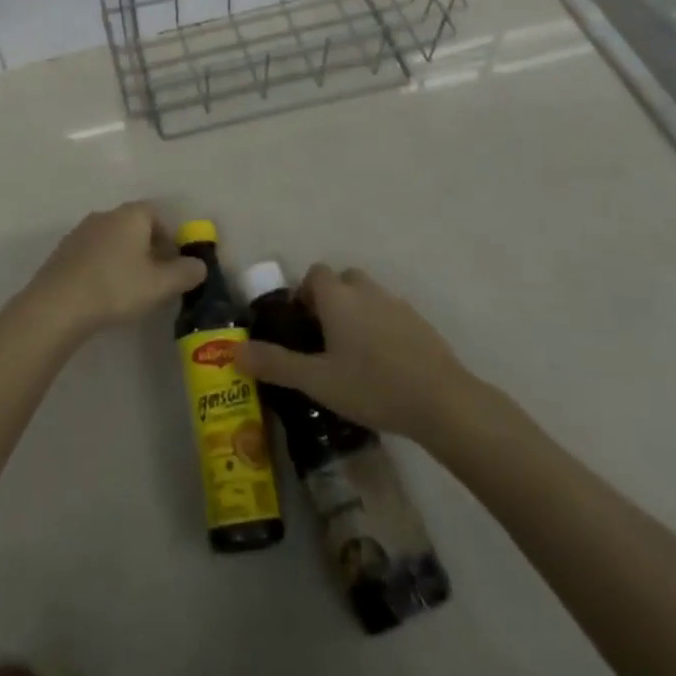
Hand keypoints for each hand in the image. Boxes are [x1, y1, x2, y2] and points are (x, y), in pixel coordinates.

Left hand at [25, 203, 205, 336]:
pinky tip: (102, 292)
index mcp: (131, 215)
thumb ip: (185, 273)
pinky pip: (92, 252)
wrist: (58, 304)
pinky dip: (102, 265)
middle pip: (134, 225)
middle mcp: (106, 214)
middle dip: (148, 247)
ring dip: (124, 257)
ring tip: (129, 288)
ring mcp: (81, 231)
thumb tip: (200, 265)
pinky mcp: (63, 250)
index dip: (169, 237)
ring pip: (112, 238)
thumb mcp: (160, 285)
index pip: (157, 214)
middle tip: (155, 278)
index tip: (173, 263)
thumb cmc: (116, 287)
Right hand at [234, 264, 519, 445]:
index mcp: (338, 297)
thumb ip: (275, 364)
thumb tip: (233, 351)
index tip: (302, 325)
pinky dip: (383, 329)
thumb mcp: (317, 380)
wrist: (442, 401)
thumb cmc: (371, 385)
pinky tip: (385, 365)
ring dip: (358, 313)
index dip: (305, 294)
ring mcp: (398, 305)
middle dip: (332, 300)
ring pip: (369, 297)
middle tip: (326, 339)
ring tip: (354, 355)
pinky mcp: (421, 324)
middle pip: (344, 280)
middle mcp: (366, 291)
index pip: (315, 274)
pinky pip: (392, 315)